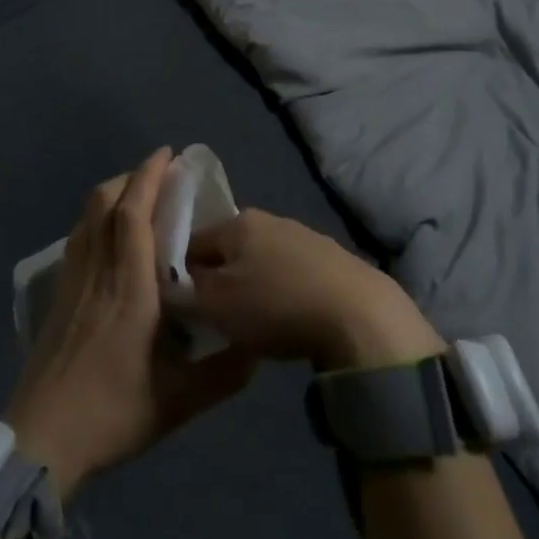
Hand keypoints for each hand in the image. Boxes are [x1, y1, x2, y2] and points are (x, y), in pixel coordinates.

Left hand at [5, 149, 254, 497]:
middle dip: (131, 178)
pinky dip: (96, 219)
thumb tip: (258, 350)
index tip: (167, 155)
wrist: (41, 439)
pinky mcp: (58, 295)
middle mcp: (98, 272)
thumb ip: (222, 375)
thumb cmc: (111, 414)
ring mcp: (72, 281)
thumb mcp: (177, 402)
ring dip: (112, 195)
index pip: (133, 215)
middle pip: (104, 203)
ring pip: (87, 218)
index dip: (148, 177)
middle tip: (159, 174)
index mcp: (129, 288)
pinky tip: (109, 238)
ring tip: (137, 197)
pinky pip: (78, 238)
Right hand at [186, 210, 443, 371]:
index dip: (181, 271)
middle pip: (229, 249)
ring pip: (261, 260)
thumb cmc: (276, 305)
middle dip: (220, 278)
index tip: (182, 303)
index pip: (193, 241)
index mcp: (237, 222)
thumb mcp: (217, 304)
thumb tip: (180, 280)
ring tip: (256, 320)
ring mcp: (304, 235)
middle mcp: (269, 218)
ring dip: (253, 284)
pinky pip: (292, 272)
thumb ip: (189, 289)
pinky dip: (283, 291)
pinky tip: (290, 316)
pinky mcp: (332, 257)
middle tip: (217, 315)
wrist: (358, 313)